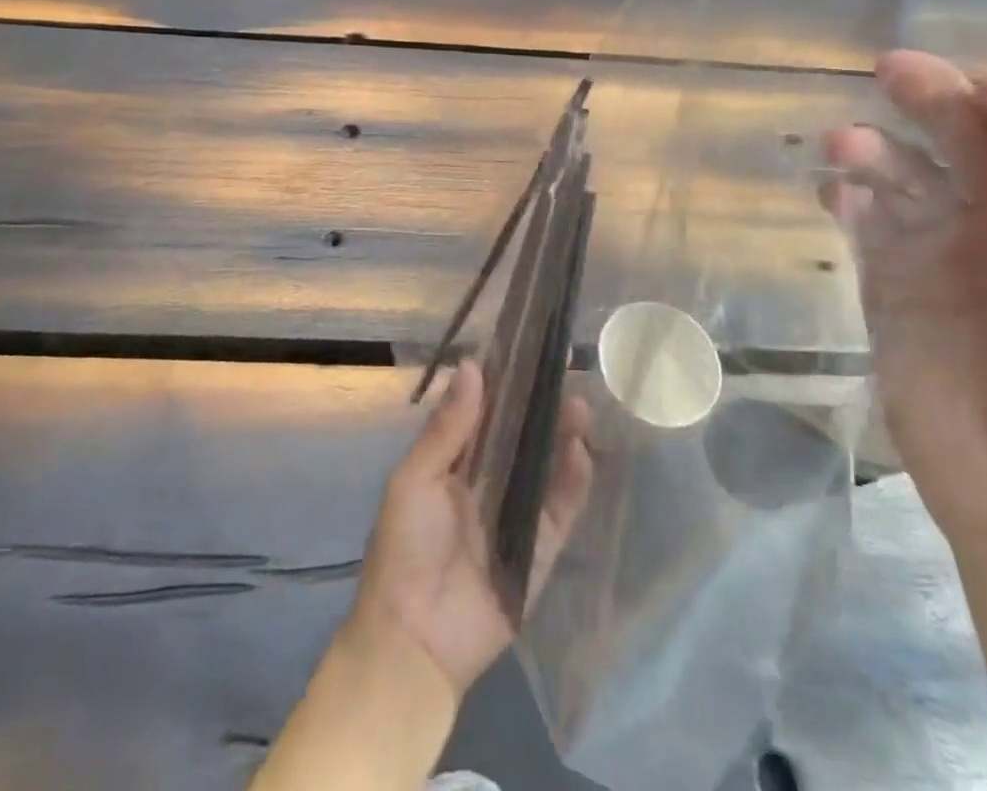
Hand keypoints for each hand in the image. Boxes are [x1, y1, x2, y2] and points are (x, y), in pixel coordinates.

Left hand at [347, 360, 592, 699]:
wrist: (415, 640)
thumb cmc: (404, 547)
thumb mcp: (416, 478)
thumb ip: (448, 428)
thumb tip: (471, 365)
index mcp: (453, 461)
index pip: (484, 411)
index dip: (505, 381)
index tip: (526, 347)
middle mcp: (487, 480)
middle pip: (520, 433)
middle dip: (540, 403)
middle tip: (563, 368)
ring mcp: (516, 512)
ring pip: (545, 464)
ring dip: (561, 434)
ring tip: (578, 403)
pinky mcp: (540, 548)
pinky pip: (561, 509)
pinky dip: (574, 481)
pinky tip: (581, 451)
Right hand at [821, 51, 986, 565]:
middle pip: (986, 137)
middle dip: (945, 98)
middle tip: (897, 70)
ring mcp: (950, 245)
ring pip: (914, 171)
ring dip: (882, 149)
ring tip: (848, 145)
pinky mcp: (891, 274)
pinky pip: (866, 218)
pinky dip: (849, 195)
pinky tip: (836, 190)